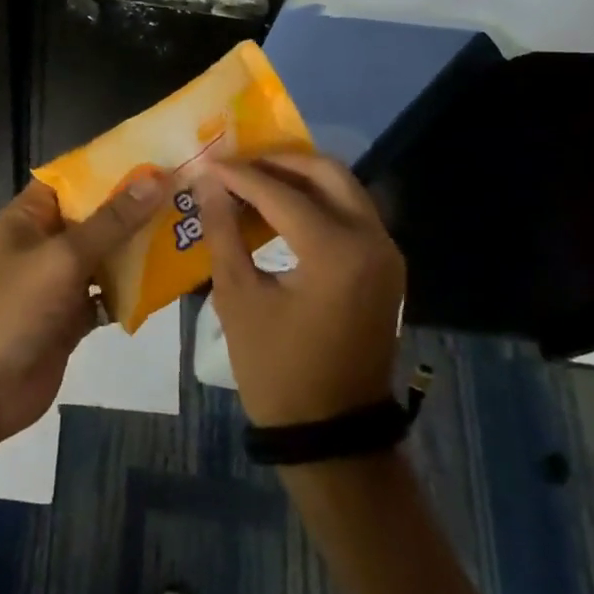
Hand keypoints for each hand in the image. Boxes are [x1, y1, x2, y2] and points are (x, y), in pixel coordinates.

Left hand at [0, 176, 163, 444]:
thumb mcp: (64, 257)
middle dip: (136, 208)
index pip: (75, 177)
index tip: (158, 156)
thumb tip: (154, 179)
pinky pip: (109, 293)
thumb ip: (111, 221)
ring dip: (140, 248)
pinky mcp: (73, 315)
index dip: (112, 165)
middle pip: (96, 215)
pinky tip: (169, 281)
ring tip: (189, 230)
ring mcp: (60, 280)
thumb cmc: (15, 307)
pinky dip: (133, 290)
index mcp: (32, 215)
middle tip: (188, 194)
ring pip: (106, 254)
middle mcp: (47, 240)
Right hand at [195, 153, 405, 427]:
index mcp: (336, 251)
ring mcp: (386, 253)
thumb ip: (224, 231)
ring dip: (300, 177)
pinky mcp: (386, 267)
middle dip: (279, 161)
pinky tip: (281, 207)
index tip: (207, 162)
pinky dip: (318, 199)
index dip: (239, 175)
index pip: (281, 192)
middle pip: (326, 172)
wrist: (333, 432)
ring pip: (344, 188)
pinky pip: (352, 212)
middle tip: (237, 162)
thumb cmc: (277, 369)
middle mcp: (372, 241)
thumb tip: (208, 182)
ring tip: (254, 179)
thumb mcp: (238, 297)